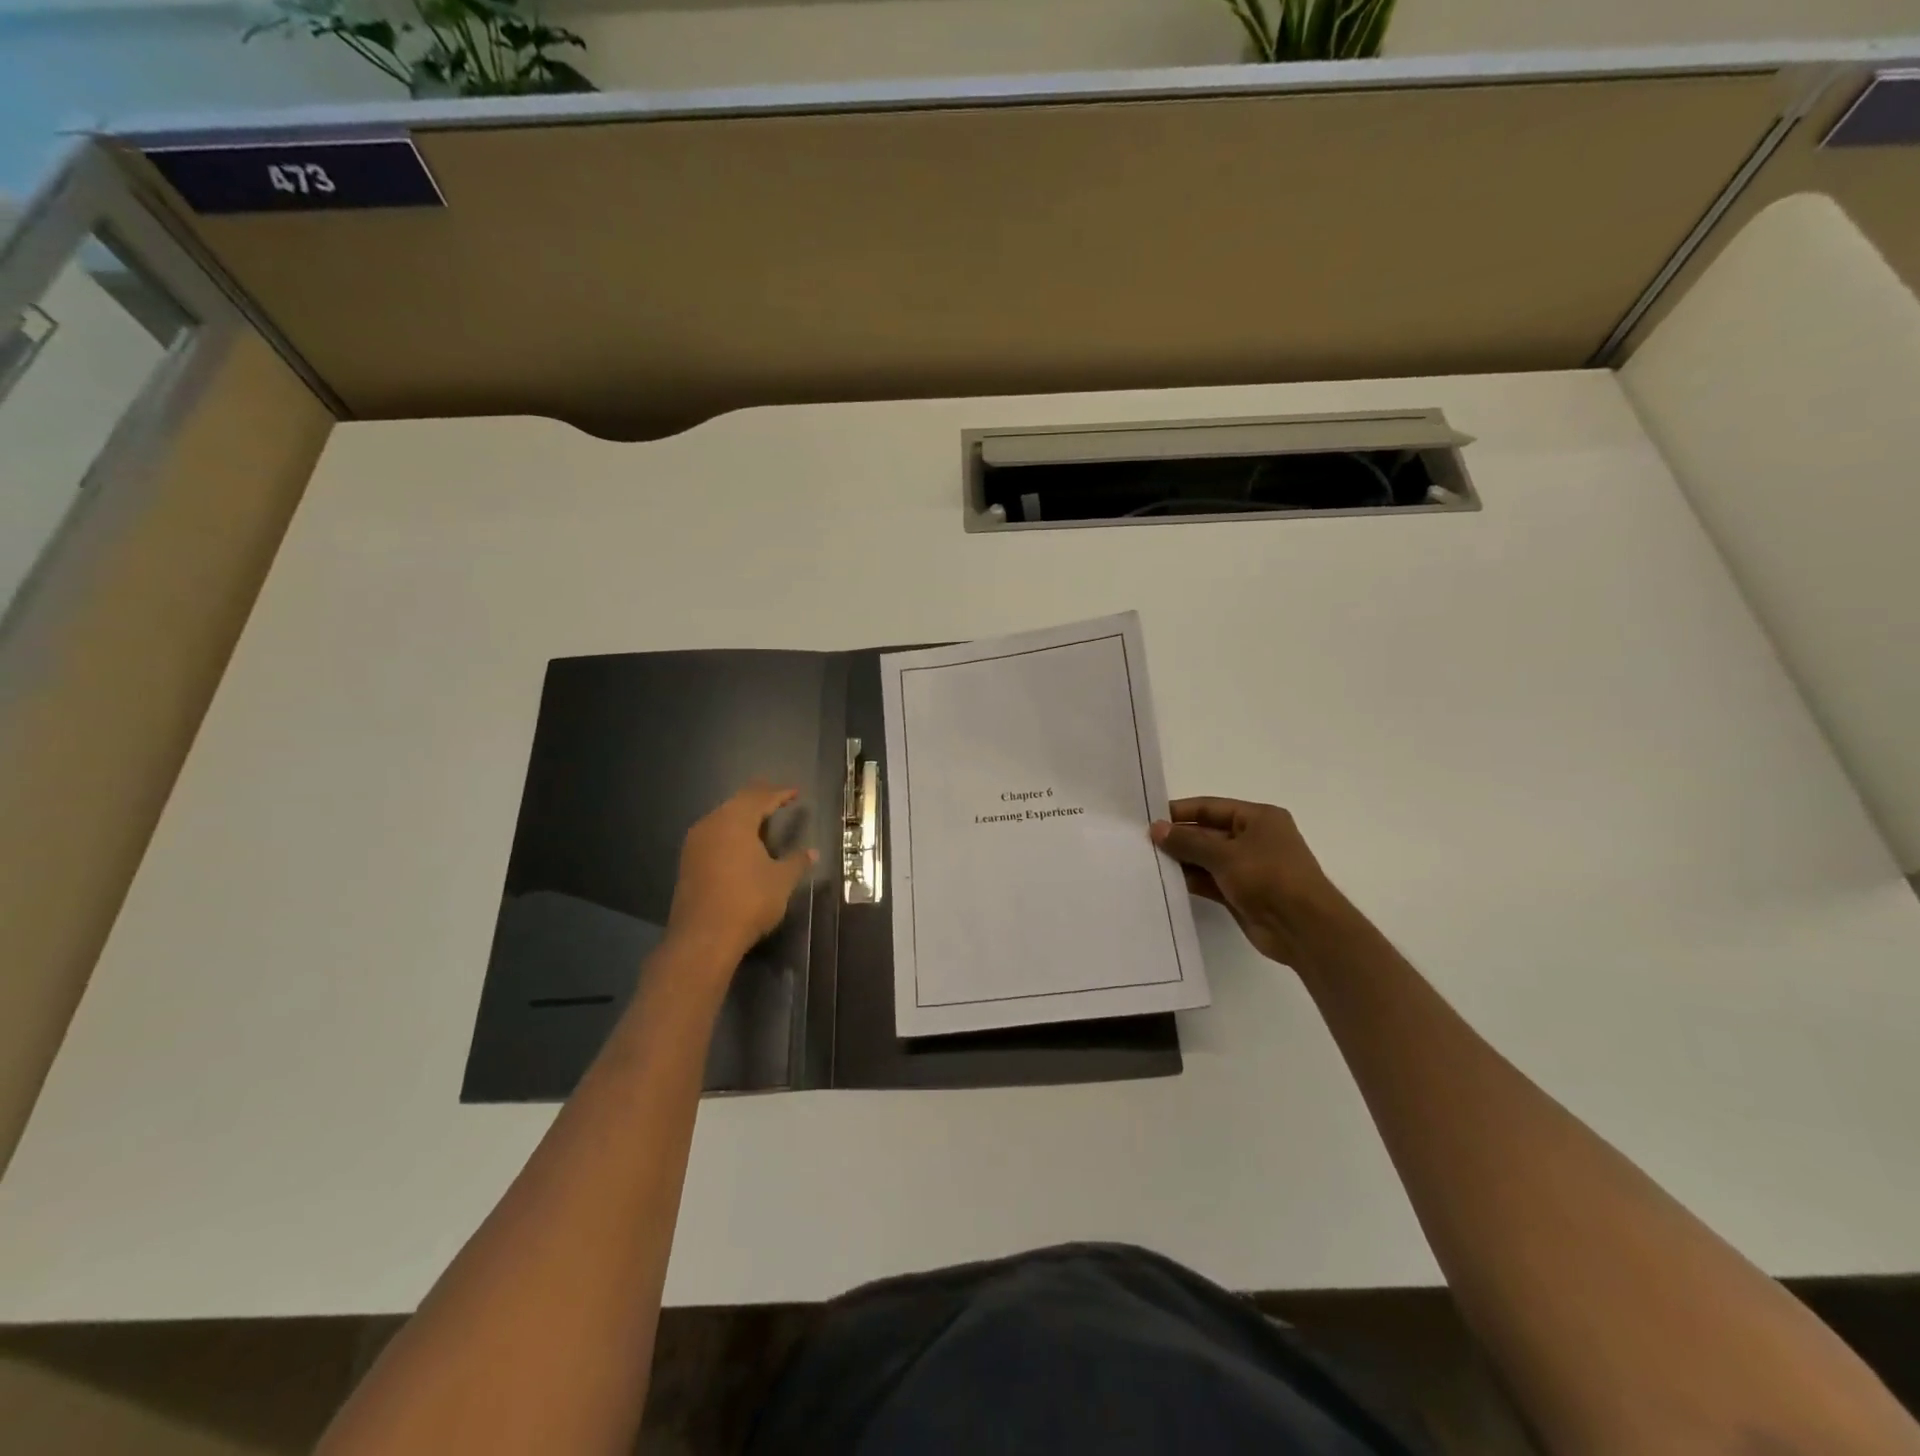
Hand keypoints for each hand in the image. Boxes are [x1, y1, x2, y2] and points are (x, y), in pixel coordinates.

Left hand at [666, 783, 816, 962]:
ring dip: (741, 816)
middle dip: (758, 798)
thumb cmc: (748, 901)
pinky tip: (738, 844)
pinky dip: (729, 833)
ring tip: (760, 819)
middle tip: (776, 798)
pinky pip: (712, 835)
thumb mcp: (781, 881)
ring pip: (721, 818)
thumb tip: (812, 852)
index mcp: (735, 821)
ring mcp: (695, 844)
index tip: (795, 793)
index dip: (779, 794)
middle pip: (737, 803)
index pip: (760, 797)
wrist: (703, 938)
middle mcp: (711, 825)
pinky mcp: (687, 863)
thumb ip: (797, 862)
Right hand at [1150, 797, 1353, 968]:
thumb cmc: (1268, 877)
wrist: (1303, 928)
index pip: (1211, 807)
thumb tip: (1156, 829)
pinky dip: (1192, 880)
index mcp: (1258, 818)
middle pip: (1208, 833)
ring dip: (1182, 861)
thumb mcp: (1225, 854)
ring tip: (1148, 862)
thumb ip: (1188, 841)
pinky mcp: (1242, 893)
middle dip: (1179, 838)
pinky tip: (1166, 882)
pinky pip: (1210, 881)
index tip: (1149, 818)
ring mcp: (1249, 868)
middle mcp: (1254, 839)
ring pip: (1207, 859)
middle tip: (1143, 843)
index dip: (1181, 812)